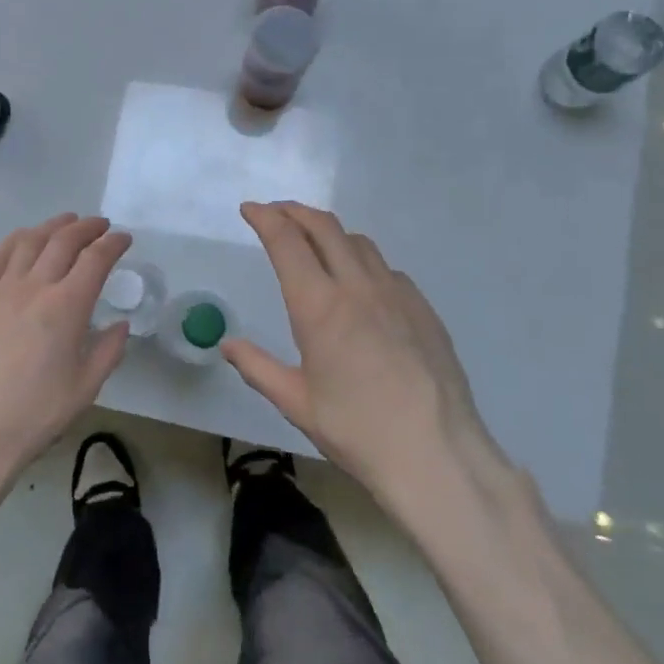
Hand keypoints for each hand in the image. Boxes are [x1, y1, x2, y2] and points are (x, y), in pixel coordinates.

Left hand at [0, 214, 132, 487]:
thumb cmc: (37, 413)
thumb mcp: (86, 386)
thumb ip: (109, 350)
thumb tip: (120, 325)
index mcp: (66, 307)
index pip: (95, 259)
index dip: (113, 244)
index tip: (125, 240)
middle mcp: (34, 287)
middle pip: (63, 241)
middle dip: (87, 228)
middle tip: (101, 226)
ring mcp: (1, 290)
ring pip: (29, 241)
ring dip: (52, 226)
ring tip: (67, 222)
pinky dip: (14, 240)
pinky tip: (23, 240)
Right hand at [222, 202, 513, 510]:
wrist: (436, 454)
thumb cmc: (357, 430)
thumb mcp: (296, 403)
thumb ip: (257, 367)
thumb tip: (227, 345)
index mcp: (319, 306)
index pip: (287, 242)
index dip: (265, 218)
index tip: (250, 209)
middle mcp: (357, 287)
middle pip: (324, 227)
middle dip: (294, 211)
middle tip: (275, 212)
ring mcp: (396, 294)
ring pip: (359, 242)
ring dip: (329, 232)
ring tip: (314, 243)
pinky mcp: (423, 309)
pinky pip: (387, 268)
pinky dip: (362, 260)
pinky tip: (359, 284)